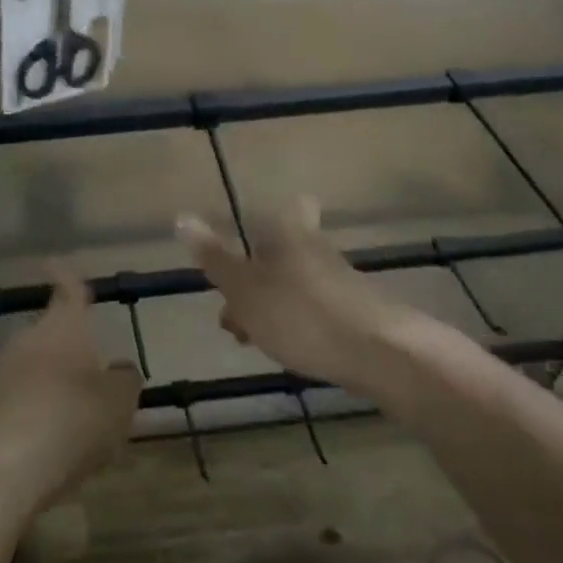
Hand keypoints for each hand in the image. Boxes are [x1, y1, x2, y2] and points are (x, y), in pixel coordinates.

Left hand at [0, 267, 142, 510]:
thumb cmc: (69, 420)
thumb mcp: (118, 403)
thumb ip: (124, 381)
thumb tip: (118, 369)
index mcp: (65, 326)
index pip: (69, 289)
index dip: (67, 276)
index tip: (55, 261)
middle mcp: (30, 340)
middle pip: (53, 334)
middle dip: (72, 348)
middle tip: (97, 372)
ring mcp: (3, 374)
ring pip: (38, 370)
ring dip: (57, 385)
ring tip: (83, 420)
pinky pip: (23, 402)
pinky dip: (40, 416)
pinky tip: (55, 449)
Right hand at [178, 197, 409, 393]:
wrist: (379, 355)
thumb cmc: (300, 313)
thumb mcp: (244, 288)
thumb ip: (214, 257)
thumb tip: (182, 216)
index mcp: (291, 235)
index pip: (293, 207)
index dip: (282, 213)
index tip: (263, 228)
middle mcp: (320, 252)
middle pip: (292, 250)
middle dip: (265, 272)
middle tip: (237, 302)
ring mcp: (344, 285)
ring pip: (303, 284)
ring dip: (277, 303)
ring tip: (253, 336)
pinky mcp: (360, 318)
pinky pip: (320, 312)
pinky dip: (300, 324)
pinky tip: (289, 349)